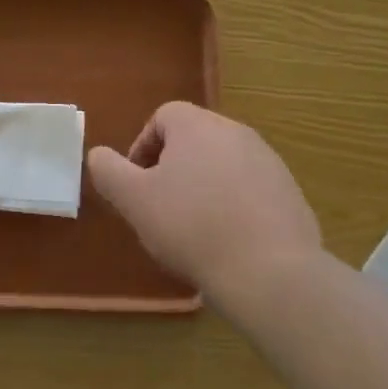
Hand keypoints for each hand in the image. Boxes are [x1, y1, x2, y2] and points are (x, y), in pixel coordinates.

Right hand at [88, 102, 320, 292]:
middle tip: (161, 207)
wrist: (270, 271)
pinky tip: (228, 240)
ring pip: (223, 164)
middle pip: (194, 139)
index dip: (142, 148)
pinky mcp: (290, 192)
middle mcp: (236, 132)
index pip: (163, 117)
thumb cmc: (192, 227)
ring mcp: (269, 161)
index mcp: (197, 126)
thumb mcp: (135, 200)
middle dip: (173, 168)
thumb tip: (98, 154)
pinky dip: (234, 205)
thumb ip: (109, 171)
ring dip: (204, 186)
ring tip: (195, 228)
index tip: (137, 185)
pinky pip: (251, 189)